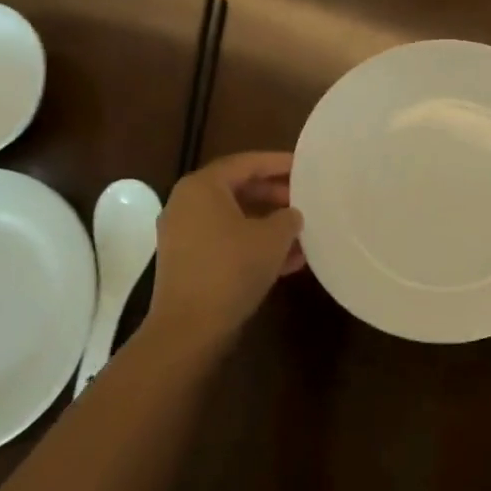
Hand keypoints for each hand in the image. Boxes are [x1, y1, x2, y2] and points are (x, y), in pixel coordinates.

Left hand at [149, 151, 304, 341]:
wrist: (190, 327)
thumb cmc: (232, 268)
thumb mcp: (273, 238)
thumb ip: (288, 218)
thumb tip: (292, 215)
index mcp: (202, 187)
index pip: (247, 163)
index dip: (279, 163)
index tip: (306, 167)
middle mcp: (187, 204)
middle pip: (238, 189)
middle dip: (275, 196)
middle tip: (306, 200)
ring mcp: (184, 235)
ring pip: (235, 219)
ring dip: (268, 225)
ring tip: (303, 233)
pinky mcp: (188, 263)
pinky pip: (227, 242)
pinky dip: (254, 245)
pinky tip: (288, 262)